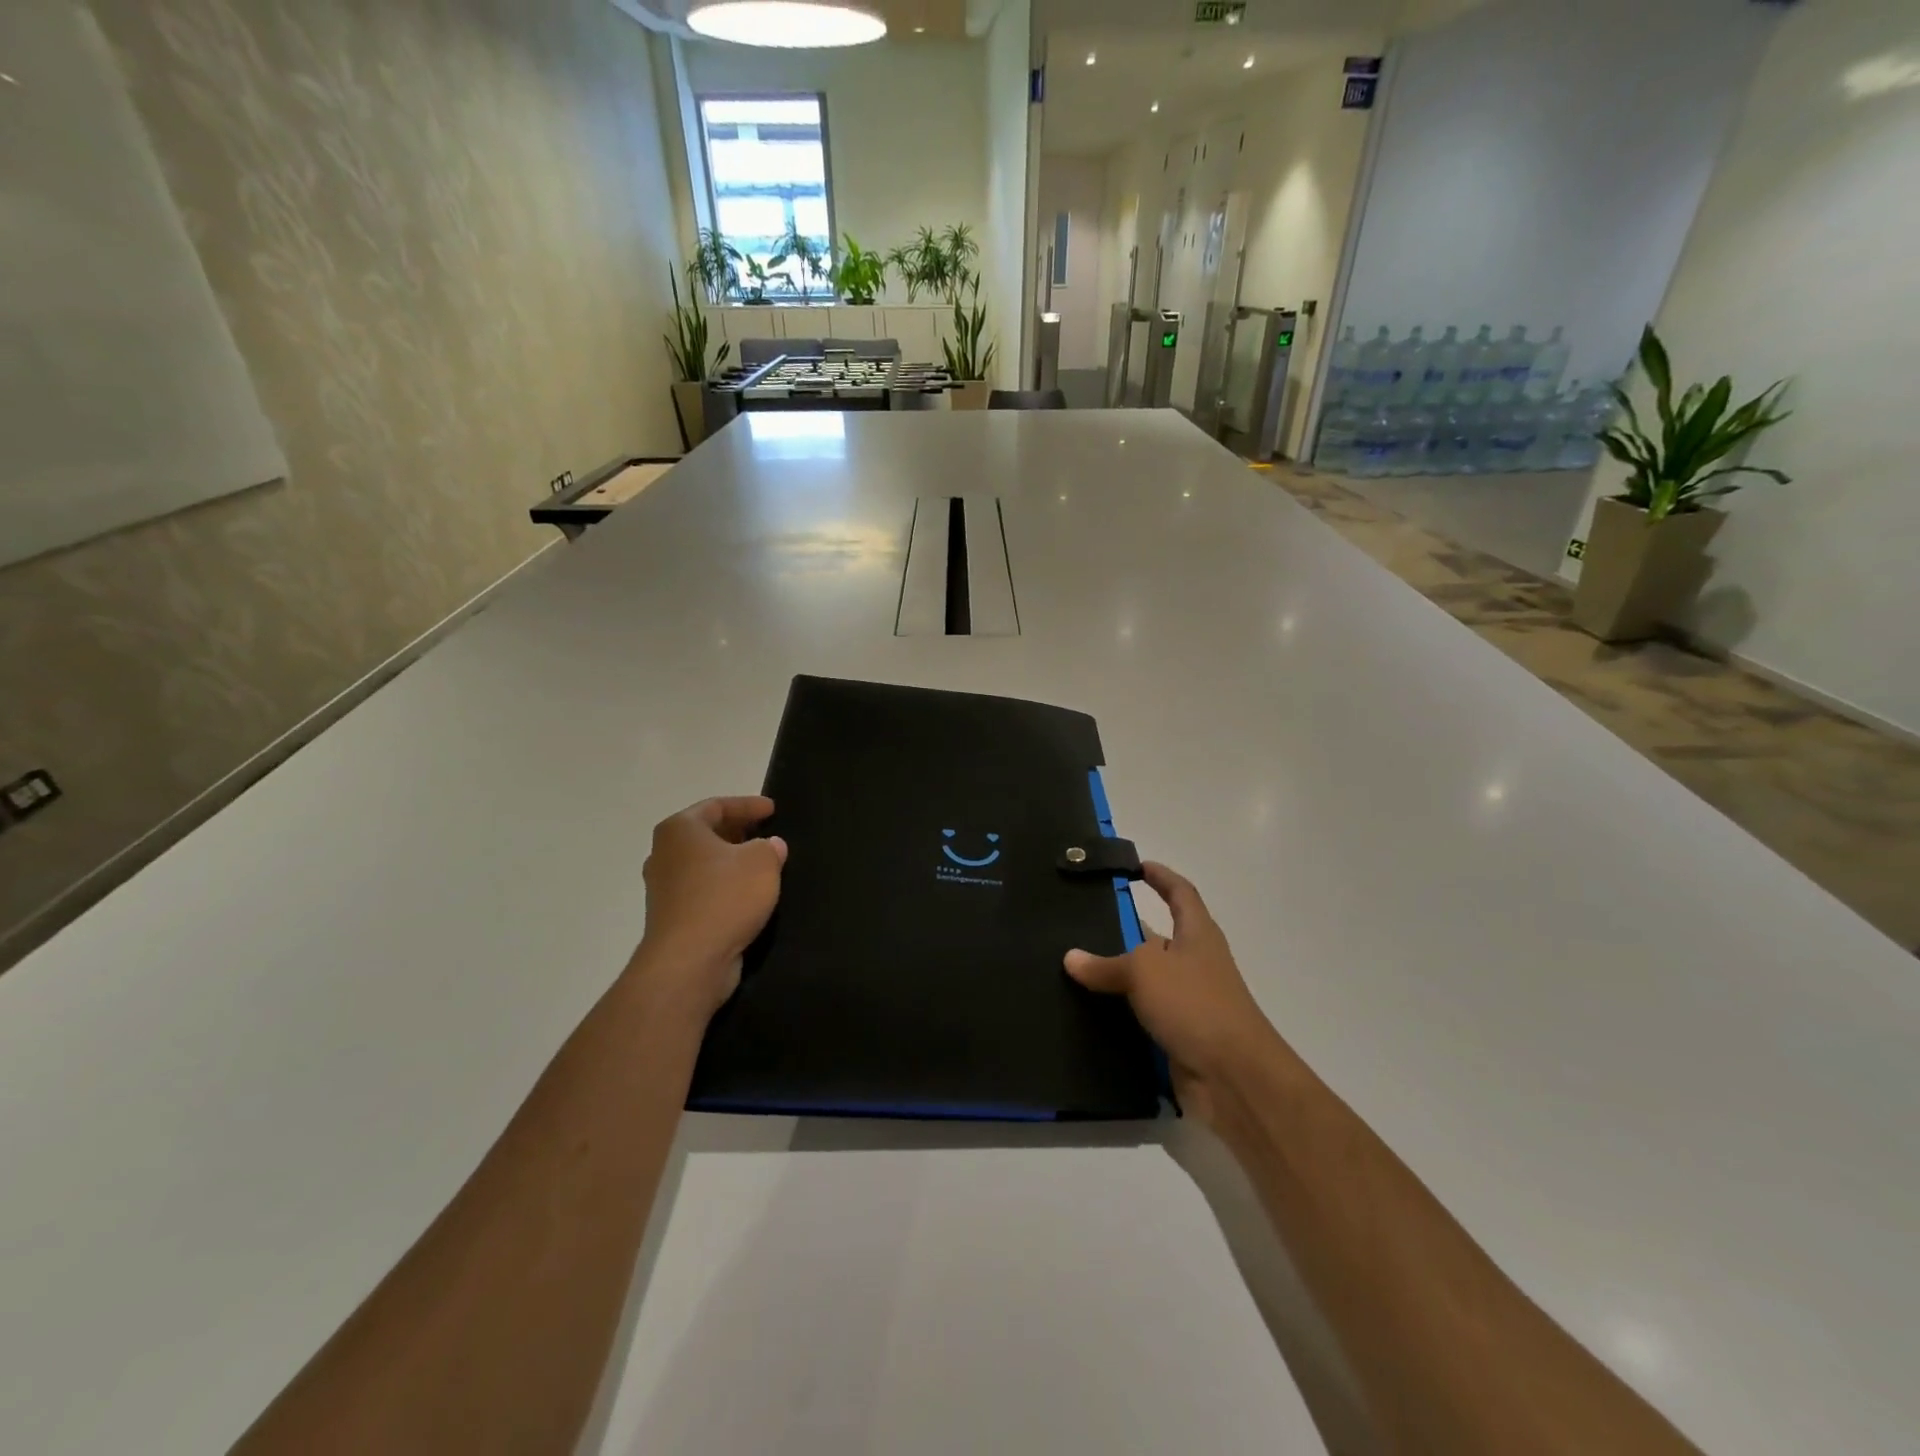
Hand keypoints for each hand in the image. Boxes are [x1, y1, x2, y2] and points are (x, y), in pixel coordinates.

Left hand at [633, 796, 786, 1018]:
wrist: (689, 961)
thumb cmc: (725, 898)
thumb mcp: (762, 862)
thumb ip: (770, 847)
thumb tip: (770, 846)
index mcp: (680, 829)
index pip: (717, 806)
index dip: (748, 805)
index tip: (773, 809)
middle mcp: (664, 853)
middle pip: (706, 834)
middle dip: (739, 832)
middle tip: (767, 833)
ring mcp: (664, 888)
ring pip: (704, 864)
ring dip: (731, 863)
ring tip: (763, 865)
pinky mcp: (672, 917)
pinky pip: (703, 891)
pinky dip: (724, 887)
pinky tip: (748, 896)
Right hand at [1064, 863, 1284, 1125]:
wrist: (1233, 1078)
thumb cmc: (1195, 1005)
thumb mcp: (1145, 971)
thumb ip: (1106, 964)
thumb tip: (1070, 957)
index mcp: (1197, 935)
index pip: (1180, 893)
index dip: (1161, 877)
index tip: (1136, 866)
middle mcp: (1194, 963)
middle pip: (1157, 937)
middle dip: (1124, 929)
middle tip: (1080, 921)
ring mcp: (1187, 1002)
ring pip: (1145, 980)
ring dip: (1115, 974)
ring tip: (1071, 966)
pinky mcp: (1177, 1035)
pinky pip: (1141, 1015)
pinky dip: (1117, 1011)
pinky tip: (1084, 1011)